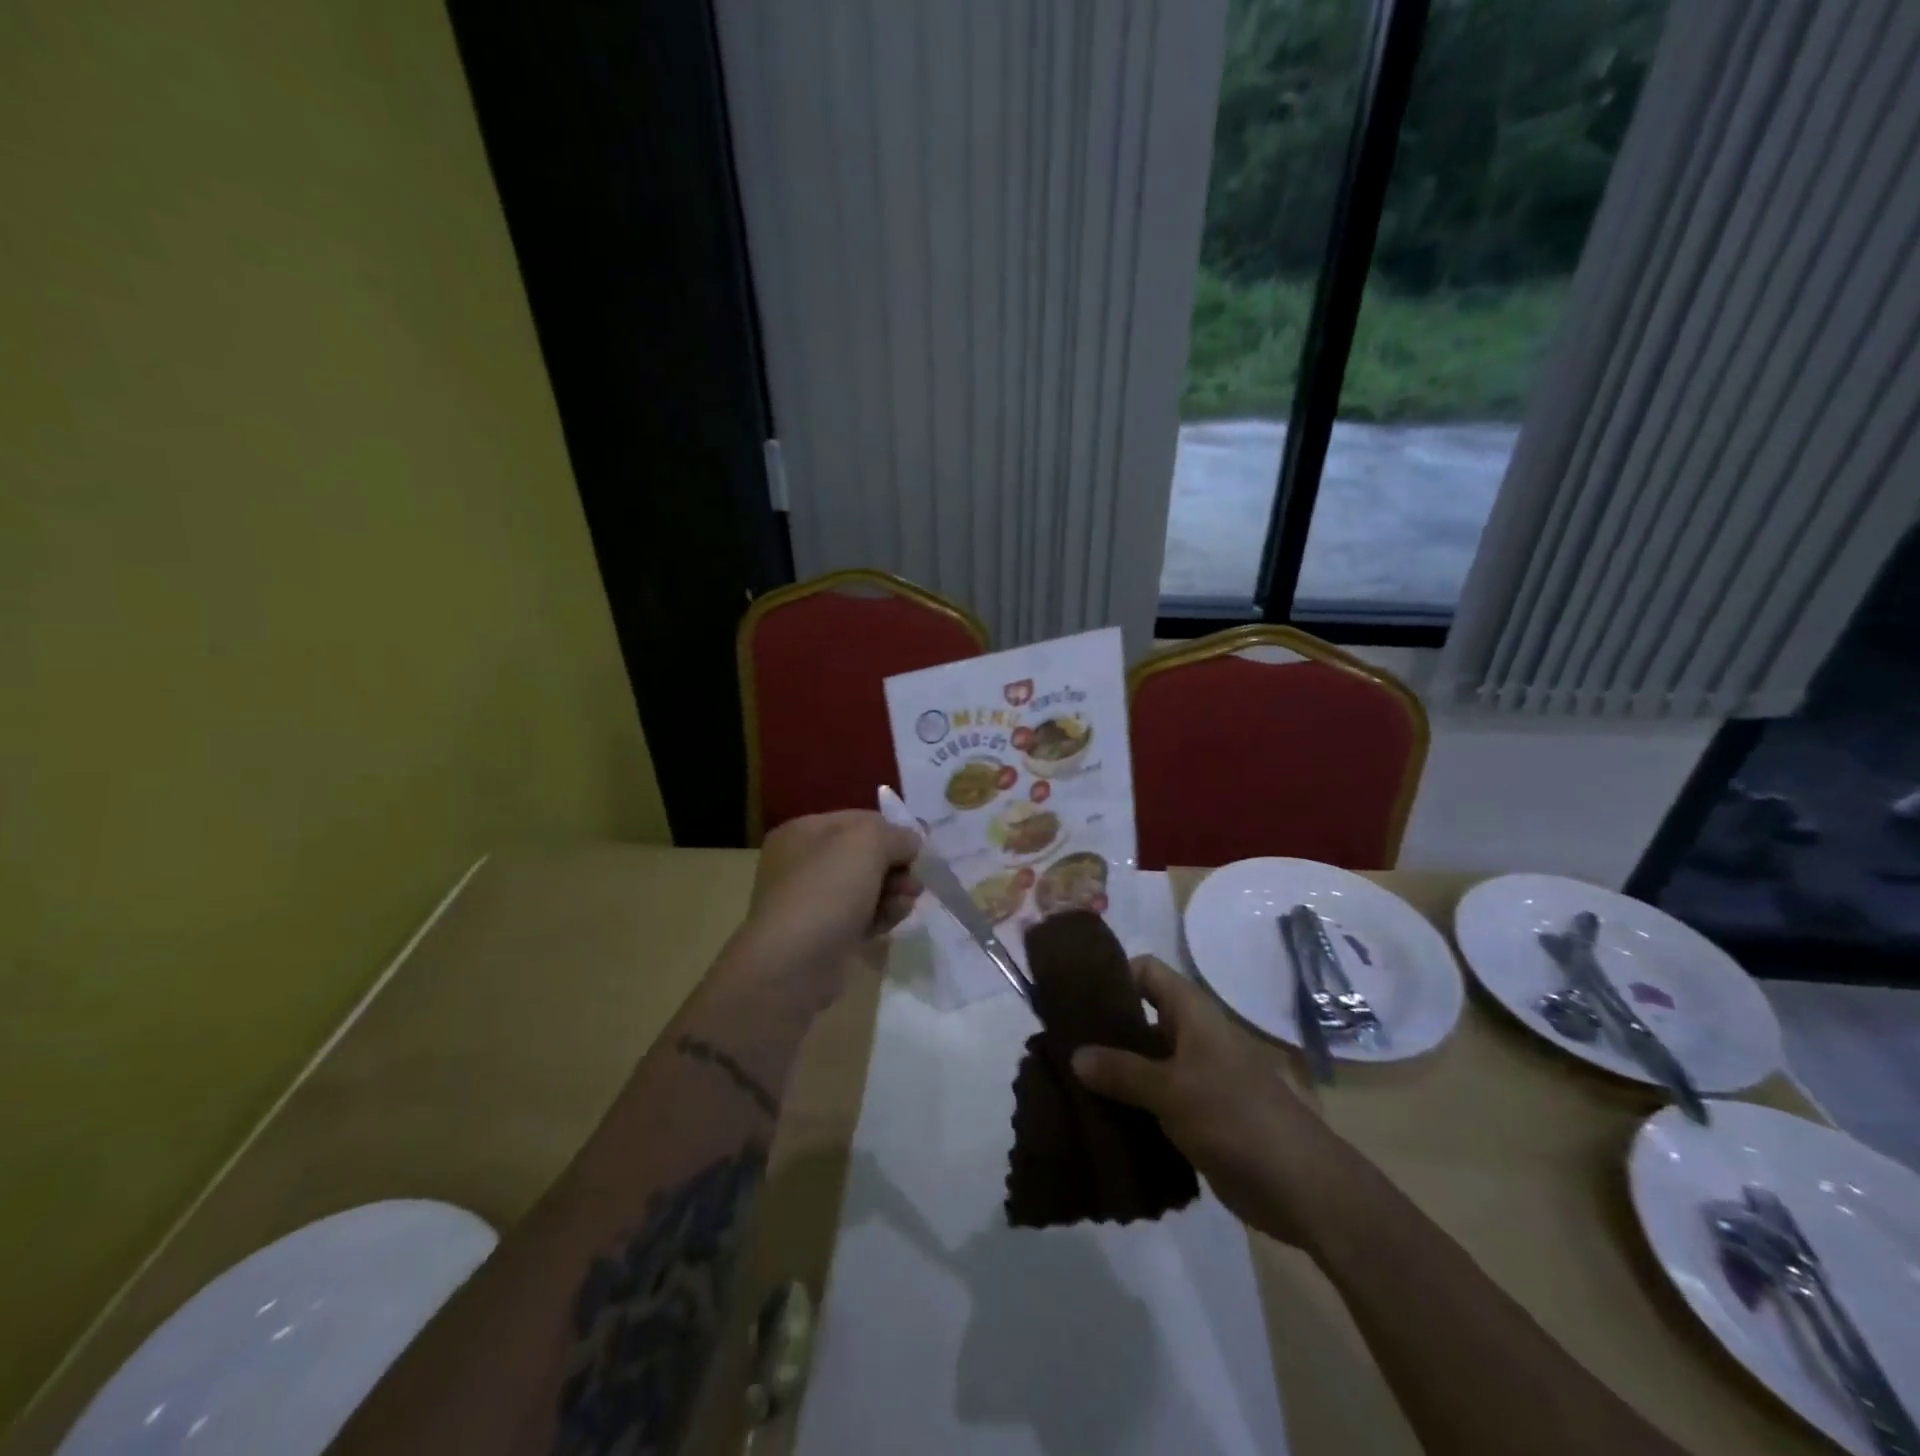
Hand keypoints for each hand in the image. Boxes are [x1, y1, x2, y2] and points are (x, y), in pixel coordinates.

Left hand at [737, 810, 921, 987]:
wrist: (793, 964)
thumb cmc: (827, 890)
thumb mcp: (867, 843)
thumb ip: (896, 835)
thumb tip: (910, 842)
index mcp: (803, 832)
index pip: (860, 820)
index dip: (893, 831)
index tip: (920, 849)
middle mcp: (802, 862)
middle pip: (865, 855)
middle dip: (896, 867)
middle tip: (913, 884)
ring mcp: (811, 900)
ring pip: (867, 887)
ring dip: (893, 893)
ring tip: (904, 905)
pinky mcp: (823, 934)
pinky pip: (861, 916)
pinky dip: (880, 916)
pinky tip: (891, 923)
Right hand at [1071, 956, 1355, 1246]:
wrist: (1299, 1185)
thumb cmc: (1234, 1117)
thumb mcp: (1171, 1089)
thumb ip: (1121, 1070)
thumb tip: (1074, 1055)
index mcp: (1193, 1014)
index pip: (1147, 972)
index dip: (1113, 975)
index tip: (1075, 994)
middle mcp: (1193, 1037)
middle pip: (1141, 1017)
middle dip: (1104, 1030)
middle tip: (1060, 1043)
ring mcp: (1196, 1077)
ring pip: (1145, 1062)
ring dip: (1113, 1072)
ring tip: (1069, 1082)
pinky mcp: (1198, 1115)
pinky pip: (1154, 1099)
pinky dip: (1130, 1104)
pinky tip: (1097, 1118)